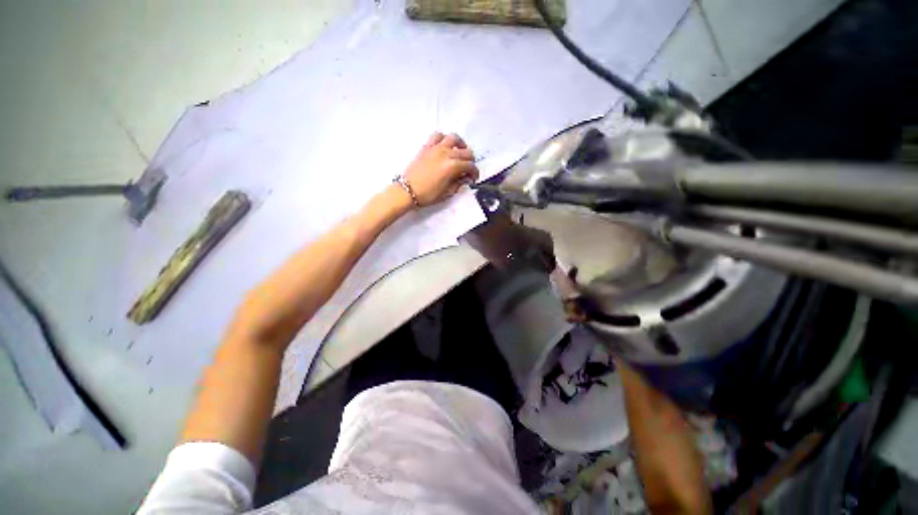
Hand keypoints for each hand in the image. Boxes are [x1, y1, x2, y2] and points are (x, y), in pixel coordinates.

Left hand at [402, 132, 479, 206]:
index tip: (473, 178)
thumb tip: (465, 178)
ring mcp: (436, 148)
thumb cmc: (427, 195)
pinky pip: (438, 135)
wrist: (407, 191)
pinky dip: (444, 138)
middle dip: (470, 161)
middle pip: (465, 152)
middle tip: (468, 169)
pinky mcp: (427, 147)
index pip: (470, 166)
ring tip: (460, 153)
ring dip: (460, 145)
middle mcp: (446, 153)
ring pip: (454, 138)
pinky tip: (445, 146)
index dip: (475, 173)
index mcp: (452, 166)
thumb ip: (459, 183)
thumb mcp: (447, 193)